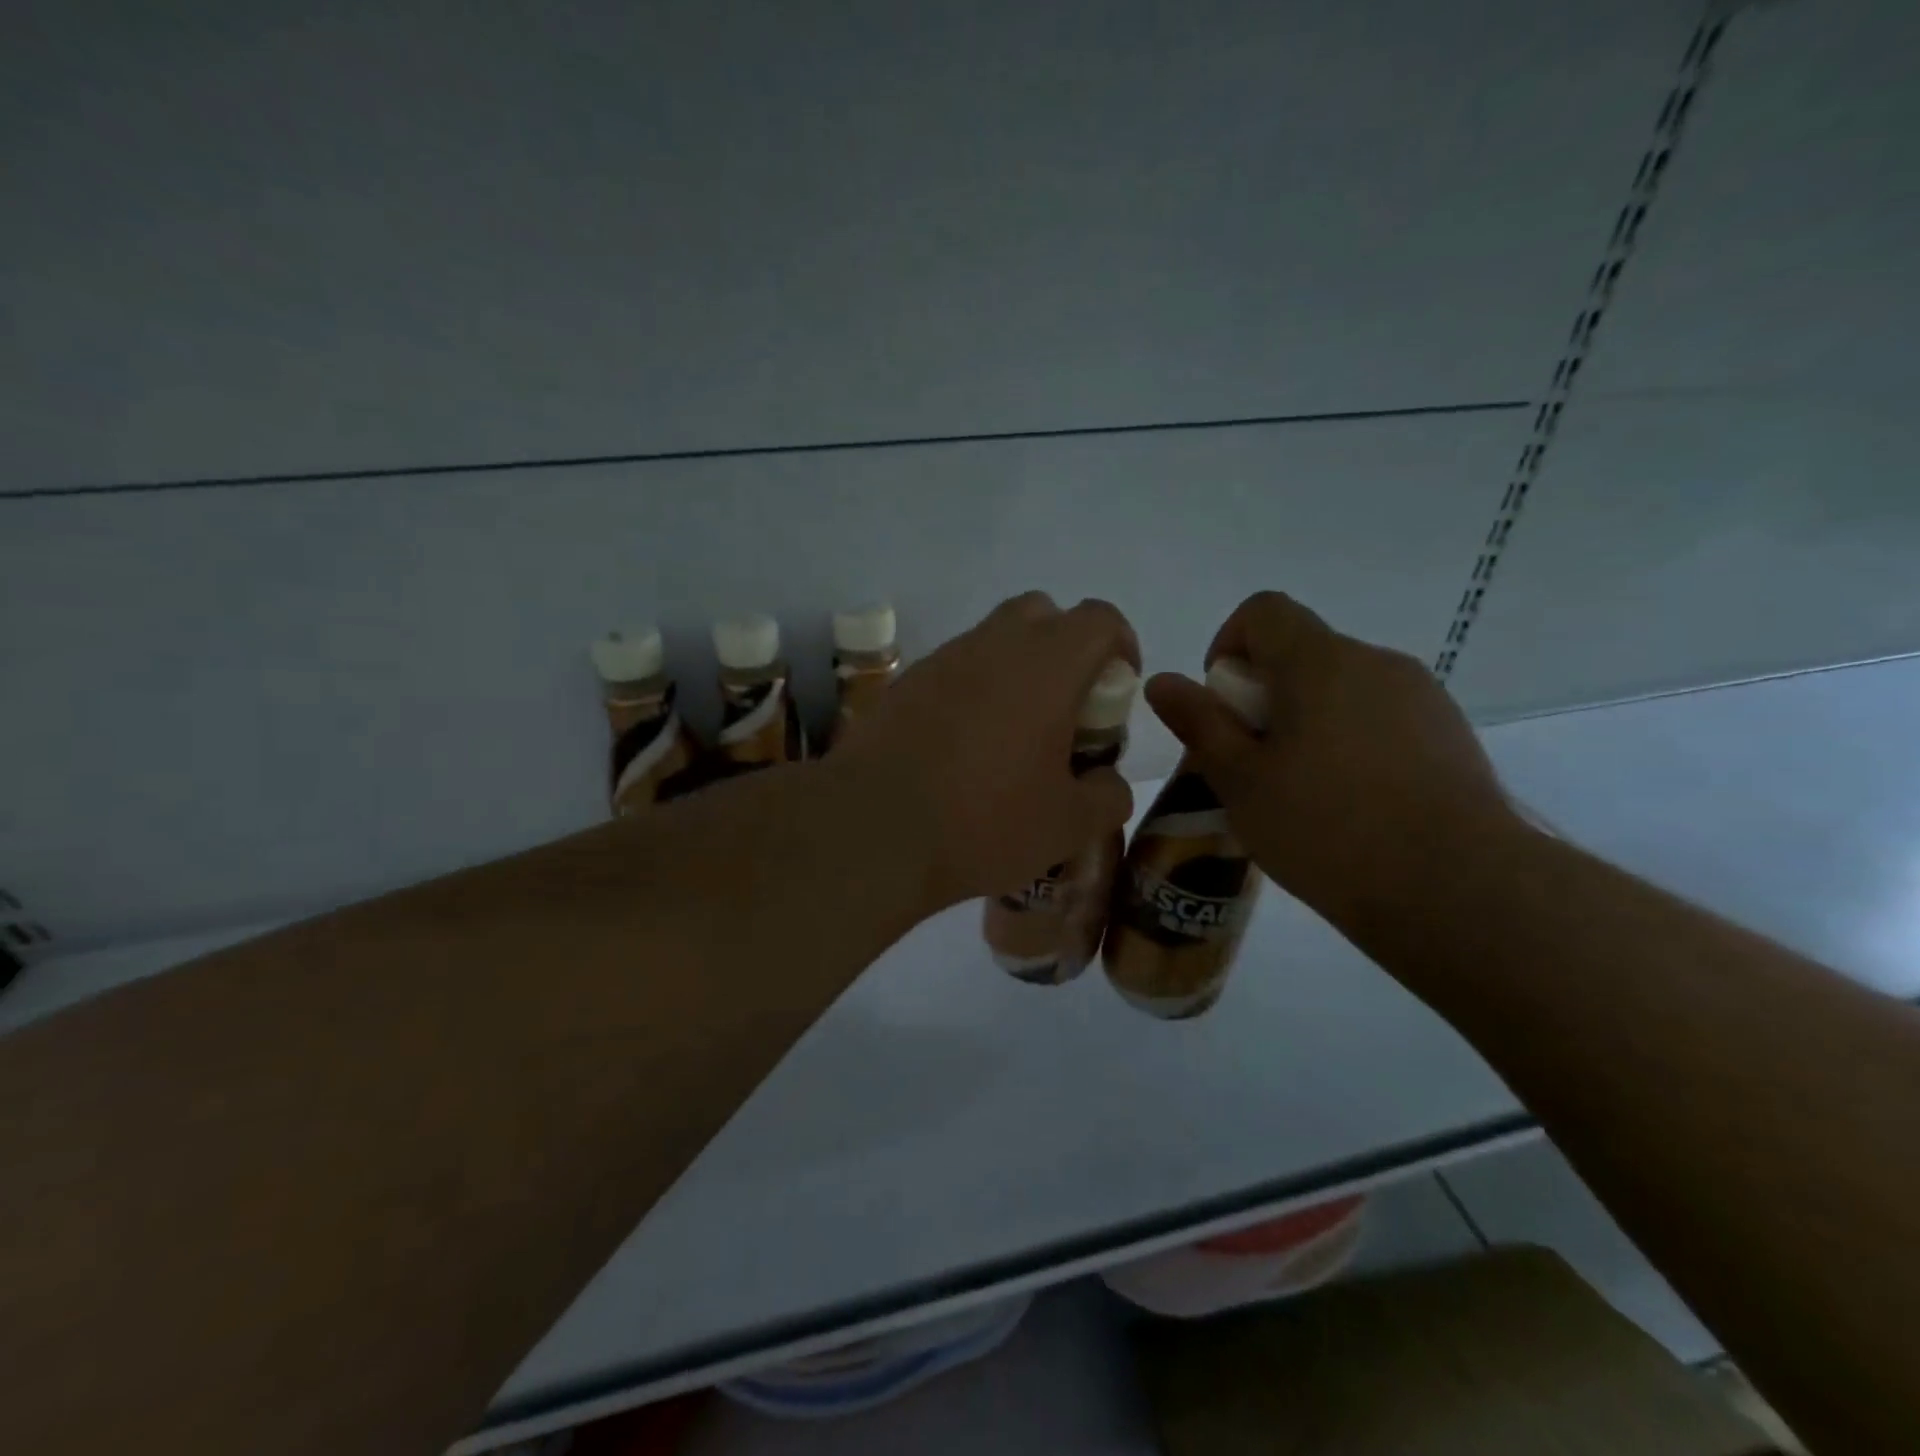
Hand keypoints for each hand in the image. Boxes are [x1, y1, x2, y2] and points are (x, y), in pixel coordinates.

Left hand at [835, 592, 1138, 910]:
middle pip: (1042, 613)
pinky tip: (959, 748)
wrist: (873, 829)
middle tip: (1063, 708)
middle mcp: (993, 644)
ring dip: (1013, 670)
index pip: (1100, 619)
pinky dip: (969, 692)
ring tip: (1009, 735)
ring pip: (991, 640)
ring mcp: (941, 660)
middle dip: (1063, 648)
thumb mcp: (1068, 824)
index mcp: (1048, 664)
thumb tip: (1107, 782)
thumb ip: (1107, 796)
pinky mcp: (902, 684)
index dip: (1120, 646)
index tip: (1116, 691)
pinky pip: (950, 670)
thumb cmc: (985, 821)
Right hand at [1144, 592, 1514, 931]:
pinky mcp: (1451, 735)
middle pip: (1302, 652)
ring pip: (1342, 688)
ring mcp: (1422, 697)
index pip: (1263, 611)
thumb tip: (1162, 680)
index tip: (1224, 705)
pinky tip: (1353, 805)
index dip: (1228, 644)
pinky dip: (1351, 741)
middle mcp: (1376, 662)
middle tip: (1253, 765)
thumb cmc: (1328, 828)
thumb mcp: (1241, 780)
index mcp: (1320, 662)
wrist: (1459, 889)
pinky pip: (1381, 717)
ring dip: (1308, 721)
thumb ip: (1199, 723)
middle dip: (1264, 695)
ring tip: (1302, 792)